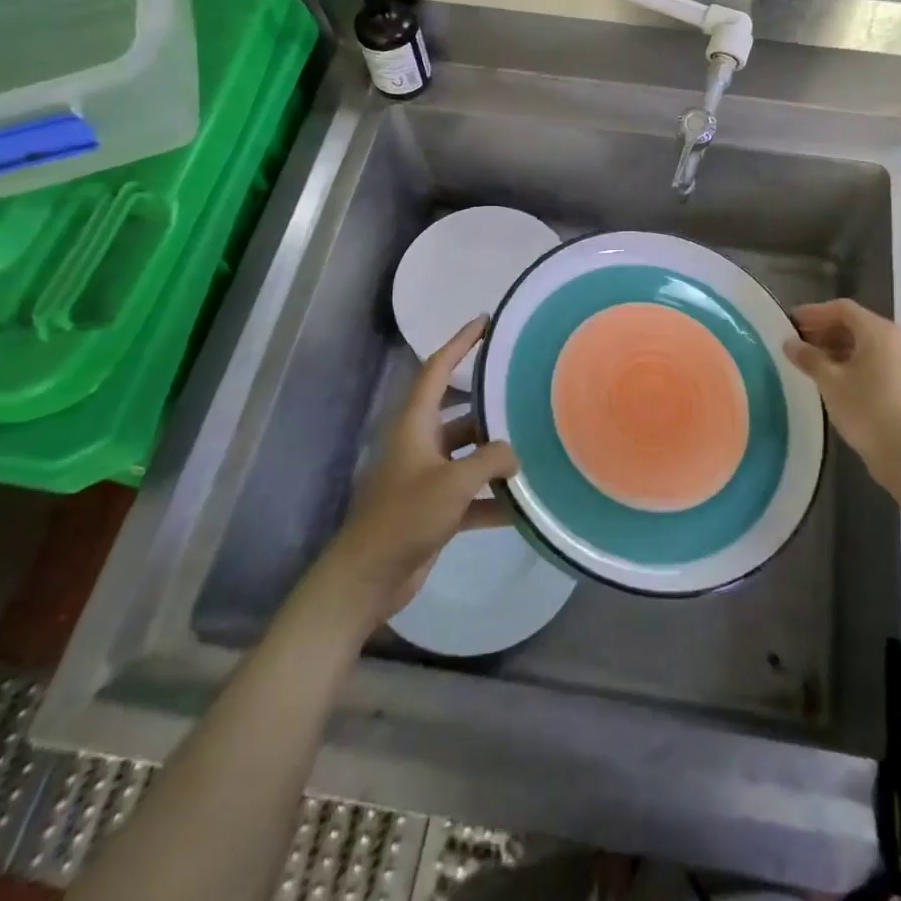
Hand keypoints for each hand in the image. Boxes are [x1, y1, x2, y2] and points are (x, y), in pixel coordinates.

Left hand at [320, 317, 517, 624]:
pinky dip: (491, 497)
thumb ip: (489, 460)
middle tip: (523, 391)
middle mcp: (419, 443)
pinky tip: (521, 506)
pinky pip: (469, 493)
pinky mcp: (433, 508)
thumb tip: (514, 454)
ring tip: (532, 446)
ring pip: (467, 453)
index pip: (437, 369)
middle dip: (488, 403)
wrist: (368, 577)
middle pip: (459, 412)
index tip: (485, 322)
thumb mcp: (452, 483)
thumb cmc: (404, 518)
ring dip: (494, 454)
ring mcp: (425, 477)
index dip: (460, 342)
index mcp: (414, 424)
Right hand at [784, 299, 900, 481]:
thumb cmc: (865, 409)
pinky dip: (848, 359)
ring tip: (808, 357)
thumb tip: (789, 343)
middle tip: (796, 338)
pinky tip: (829, 375)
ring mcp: (900, 360)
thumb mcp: (830, 382)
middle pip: (853, 323)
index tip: (790, 321)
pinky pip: (870, 358)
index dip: (814, 312)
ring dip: (834, 345)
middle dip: (823, 328)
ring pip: (862, 342)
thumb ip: (809, 358)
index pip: (842, 309)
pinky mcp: (900, 380)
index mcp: (878, 331)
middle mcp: (893, 339)